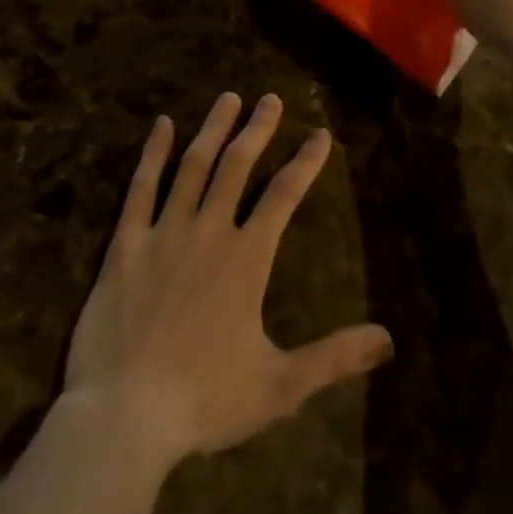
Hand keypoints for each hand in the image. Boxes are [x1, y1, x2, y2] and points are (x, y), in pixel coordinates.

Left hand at [63, 94, 393, 468]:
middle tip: (270, 99)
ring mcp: (165, 232)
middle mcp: (210, 230)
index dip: (306, 162)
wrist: (123, 416)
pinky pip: (141, 188)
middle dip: (258, 128)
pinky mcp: (126, 244)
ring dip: (214, 129)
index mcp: (247, 257)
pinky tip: (162, 125)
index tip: (320, 134)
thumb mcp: (279, 386)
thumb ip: (334, 357)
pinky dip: (153, 154)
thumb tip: (388, 341)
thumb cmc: (204, 400)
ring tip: (228, 97)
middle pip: (238, 165)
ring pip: (194, 165)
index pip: (285, 195)